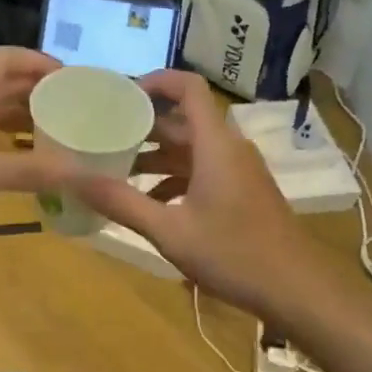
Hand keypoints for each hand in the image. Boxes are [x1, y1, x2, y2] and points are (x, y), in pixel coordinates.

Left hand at [0, 48, 79, 244]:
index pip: (10, 58)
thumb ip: (34, 170)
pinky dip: (8, 137)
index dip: (43, 62)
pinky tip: (28, 156)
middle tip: (78, 107)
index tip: (76, 80)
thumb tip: (88, 173)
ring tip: (62, 130)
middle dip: (40, 90)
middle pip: (4, 81)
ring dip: (25, 115)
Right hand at [76, 69, 331, 319]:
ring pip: (192, 147)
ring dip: (157, 154)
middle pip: (184, 119)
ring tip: (117, 167)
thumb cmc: (234, 255)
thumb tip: (72, 179)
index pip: (188, 87)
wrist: (299, 291)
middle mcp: (229, 148)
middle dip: (144, 124)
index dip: (155, 80)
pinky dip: (175, 177)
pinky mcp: (244, 192)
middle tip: (104, 133)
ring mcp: (239, 170)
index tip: (120, 95)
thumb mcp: (170, 231)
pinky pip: (203, 170)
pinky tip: (150, 203)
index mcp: (215, 144)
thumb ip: (121, 203)